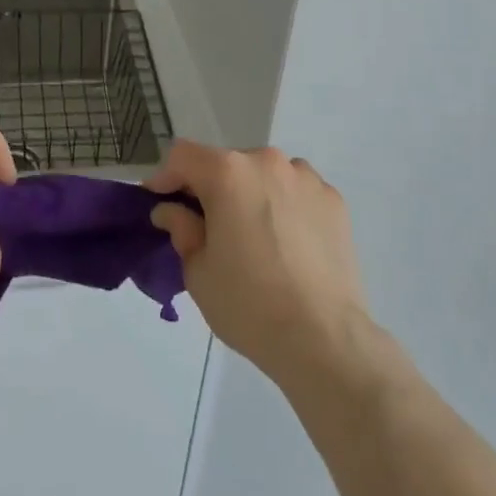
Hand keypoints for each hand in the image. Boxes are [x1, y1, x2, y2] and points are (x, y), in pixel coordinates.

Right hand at [148, 142, 368, 387]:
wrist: (325, 340)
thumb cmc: (249, 305)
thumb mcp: (198, 271)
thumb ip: (181, 229)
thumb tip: (173, 211)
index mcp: (228, 172)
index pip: (183, 156)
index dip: (167, 177)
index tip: (161, 203)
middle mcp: (267, 162)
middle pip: (226, 164)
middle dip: (211, 188)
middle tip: (209, 227)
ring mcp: (305, 178)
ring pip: (264, 175)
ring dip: (251, 194)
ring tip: (255, 237)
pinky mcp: (334, 200)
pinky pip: (297, 192)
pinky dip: (285, 206)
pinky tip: (289, 245)